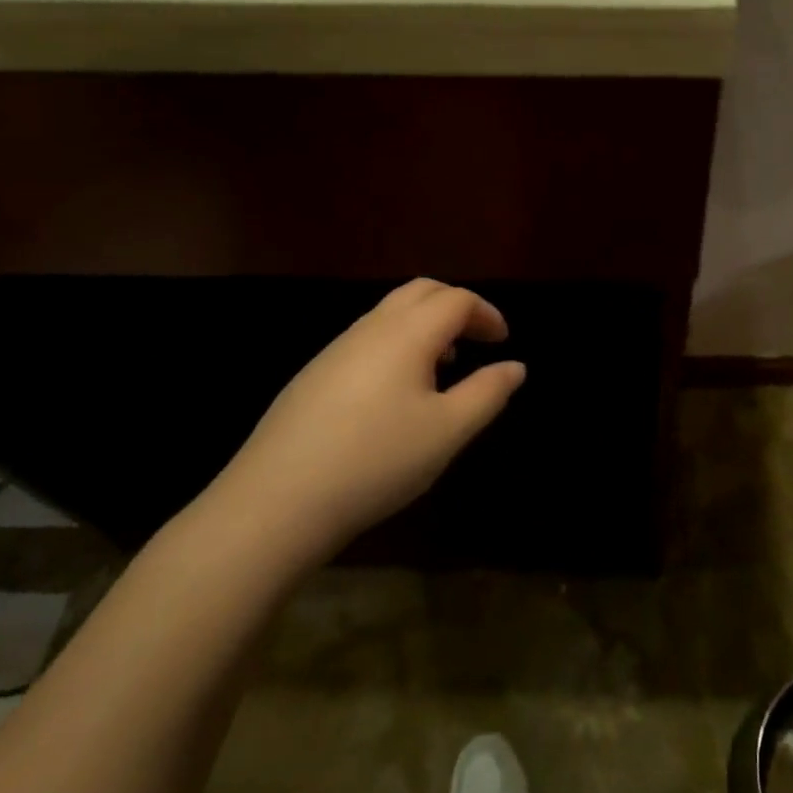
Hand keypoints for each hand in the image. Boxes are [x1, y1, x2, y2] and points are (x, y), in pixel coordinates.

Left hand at [207, 280, 526, 563]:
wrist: (276, 500)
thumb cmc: (377, 460)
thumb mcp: (448, 432)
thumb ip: (488, 393)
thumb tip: (515, 367)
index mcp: (407, 333)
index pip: (456, 300)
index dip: (486, 314)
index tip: (503, 342)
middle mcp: (371, 328)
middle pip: (421, 291)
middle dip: (456, 306)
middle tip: (478, 339)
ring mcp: (336, 348)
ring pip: (390, 313)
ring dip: (426, 324)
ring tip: (444, 365)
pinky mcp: (314, 374)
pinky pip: (368, 337)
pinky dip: (398, 343)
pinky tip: (397, 392)